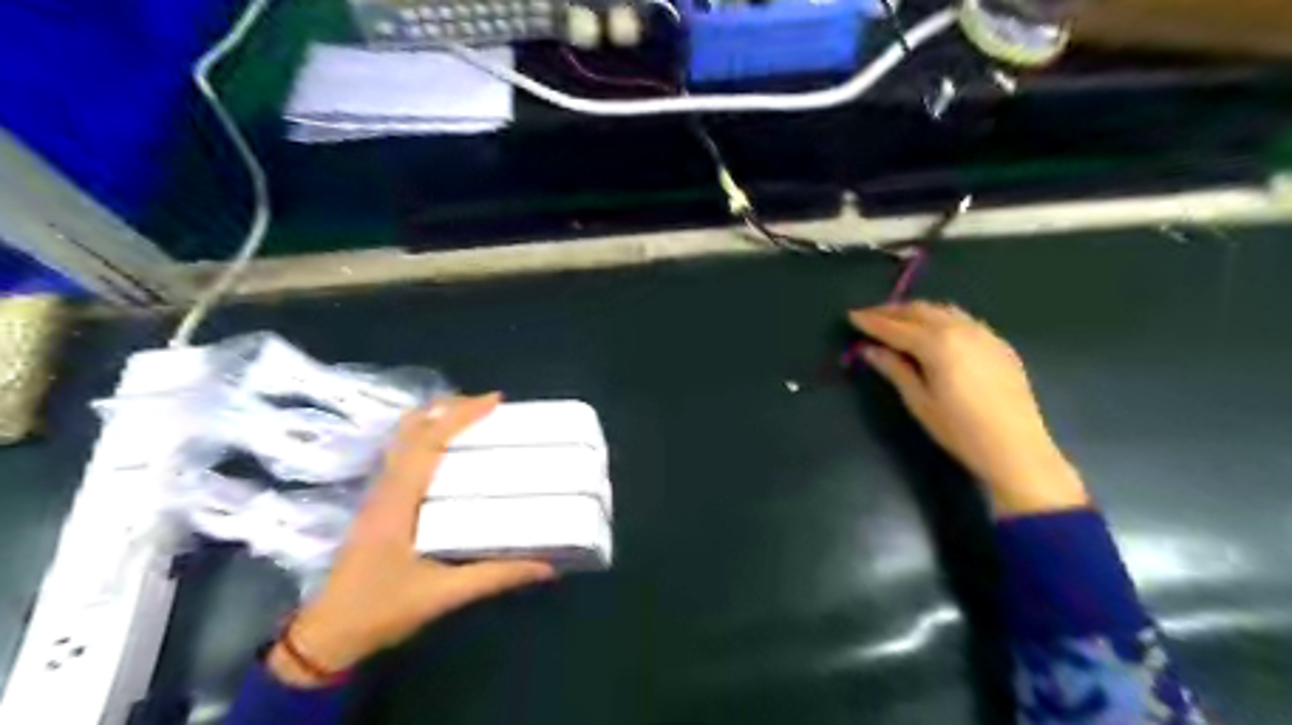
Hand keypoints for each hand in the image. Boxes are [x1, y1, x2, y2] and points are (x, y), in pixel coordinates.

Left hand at [266, 394, 553, 682]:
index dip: (461, 415)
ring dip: (437, 422)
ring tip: (474, 421)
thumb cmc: (380, 610)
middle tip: (488, 407)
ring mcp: (379, 495)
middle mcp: (386, 488)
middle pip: (411, 429)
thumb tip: (545, 566)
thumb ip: (495, 577)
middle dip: (448, 409)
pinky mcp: (380, 506)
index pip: (428, 442)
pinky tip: (451, 455)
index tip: (495, 400)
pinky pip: (405, 457)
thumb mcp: (443, 595)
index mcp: (398, 500)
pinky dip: (429, 441)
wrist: (325, 637)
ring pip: (405, 440)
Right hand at [849, 302, 1088, 517]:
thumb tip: (869, 349)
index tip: (851, 316)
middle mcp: (959, 329)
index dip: (871, 321)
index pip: (895, 327)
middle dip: (891, 311)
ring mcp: (983, 333)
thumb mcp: (918, 401)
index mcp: (936, 344)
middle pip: (919, 310)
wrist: (1016, 448)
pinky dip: (940, 317)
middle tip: (870, 315)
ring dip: (916, 311)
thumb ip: (894, 369)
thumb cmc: (959, 429)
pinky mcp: (998, 343)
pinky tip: (934, 329)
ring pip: (942, 309)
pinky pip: (963, 319)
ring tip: (897, 319)